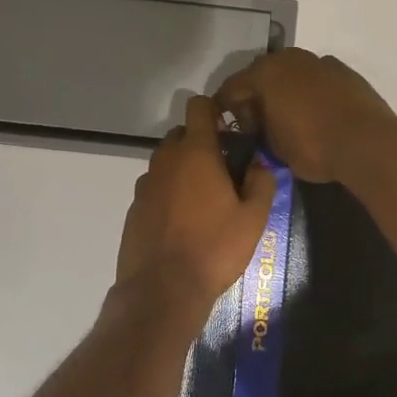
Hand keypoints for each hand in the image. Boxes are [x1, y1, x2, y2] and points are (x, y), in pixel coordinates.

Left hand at [116, 96, 276, 305]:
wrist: (162, 290)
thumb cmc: (214, 249)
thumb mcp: (254, 218)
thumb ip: (262, 181)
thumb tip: (259, 163)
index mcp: (196, 153)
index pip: (199, 107)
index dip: (215, 111)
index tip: (230, 132)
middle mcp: (166, 160)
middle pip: (182, 134)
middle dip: (201, 143)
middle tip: (224, 171)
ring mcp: (146, 184)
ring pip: (167, 162)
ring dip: (184, 169)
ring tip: (204, 200)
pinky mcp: (134, 208)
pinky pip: (155, 187)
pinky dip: (169, 193)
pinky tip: (183, 222)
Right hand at [215, 48, 396, 183]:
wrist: (367, 142)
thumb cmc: (312, 146)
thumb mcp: (274, 148)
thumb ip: (259, 131)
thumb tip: (259, 126)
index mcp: (264, 73)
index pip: (231, 88)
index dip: (224, 108)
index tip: (226, 126)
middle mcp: (289, 58)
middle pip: (261, 75)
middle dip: (255, 96)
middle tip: (257, 123)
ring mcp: (319, 61)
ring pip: (291, 73)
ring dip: (285, 91)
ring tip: (288, 117)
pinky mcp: (343, 71)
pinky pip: (316, 79)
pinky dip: (310, 91)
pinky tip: (316, 112)